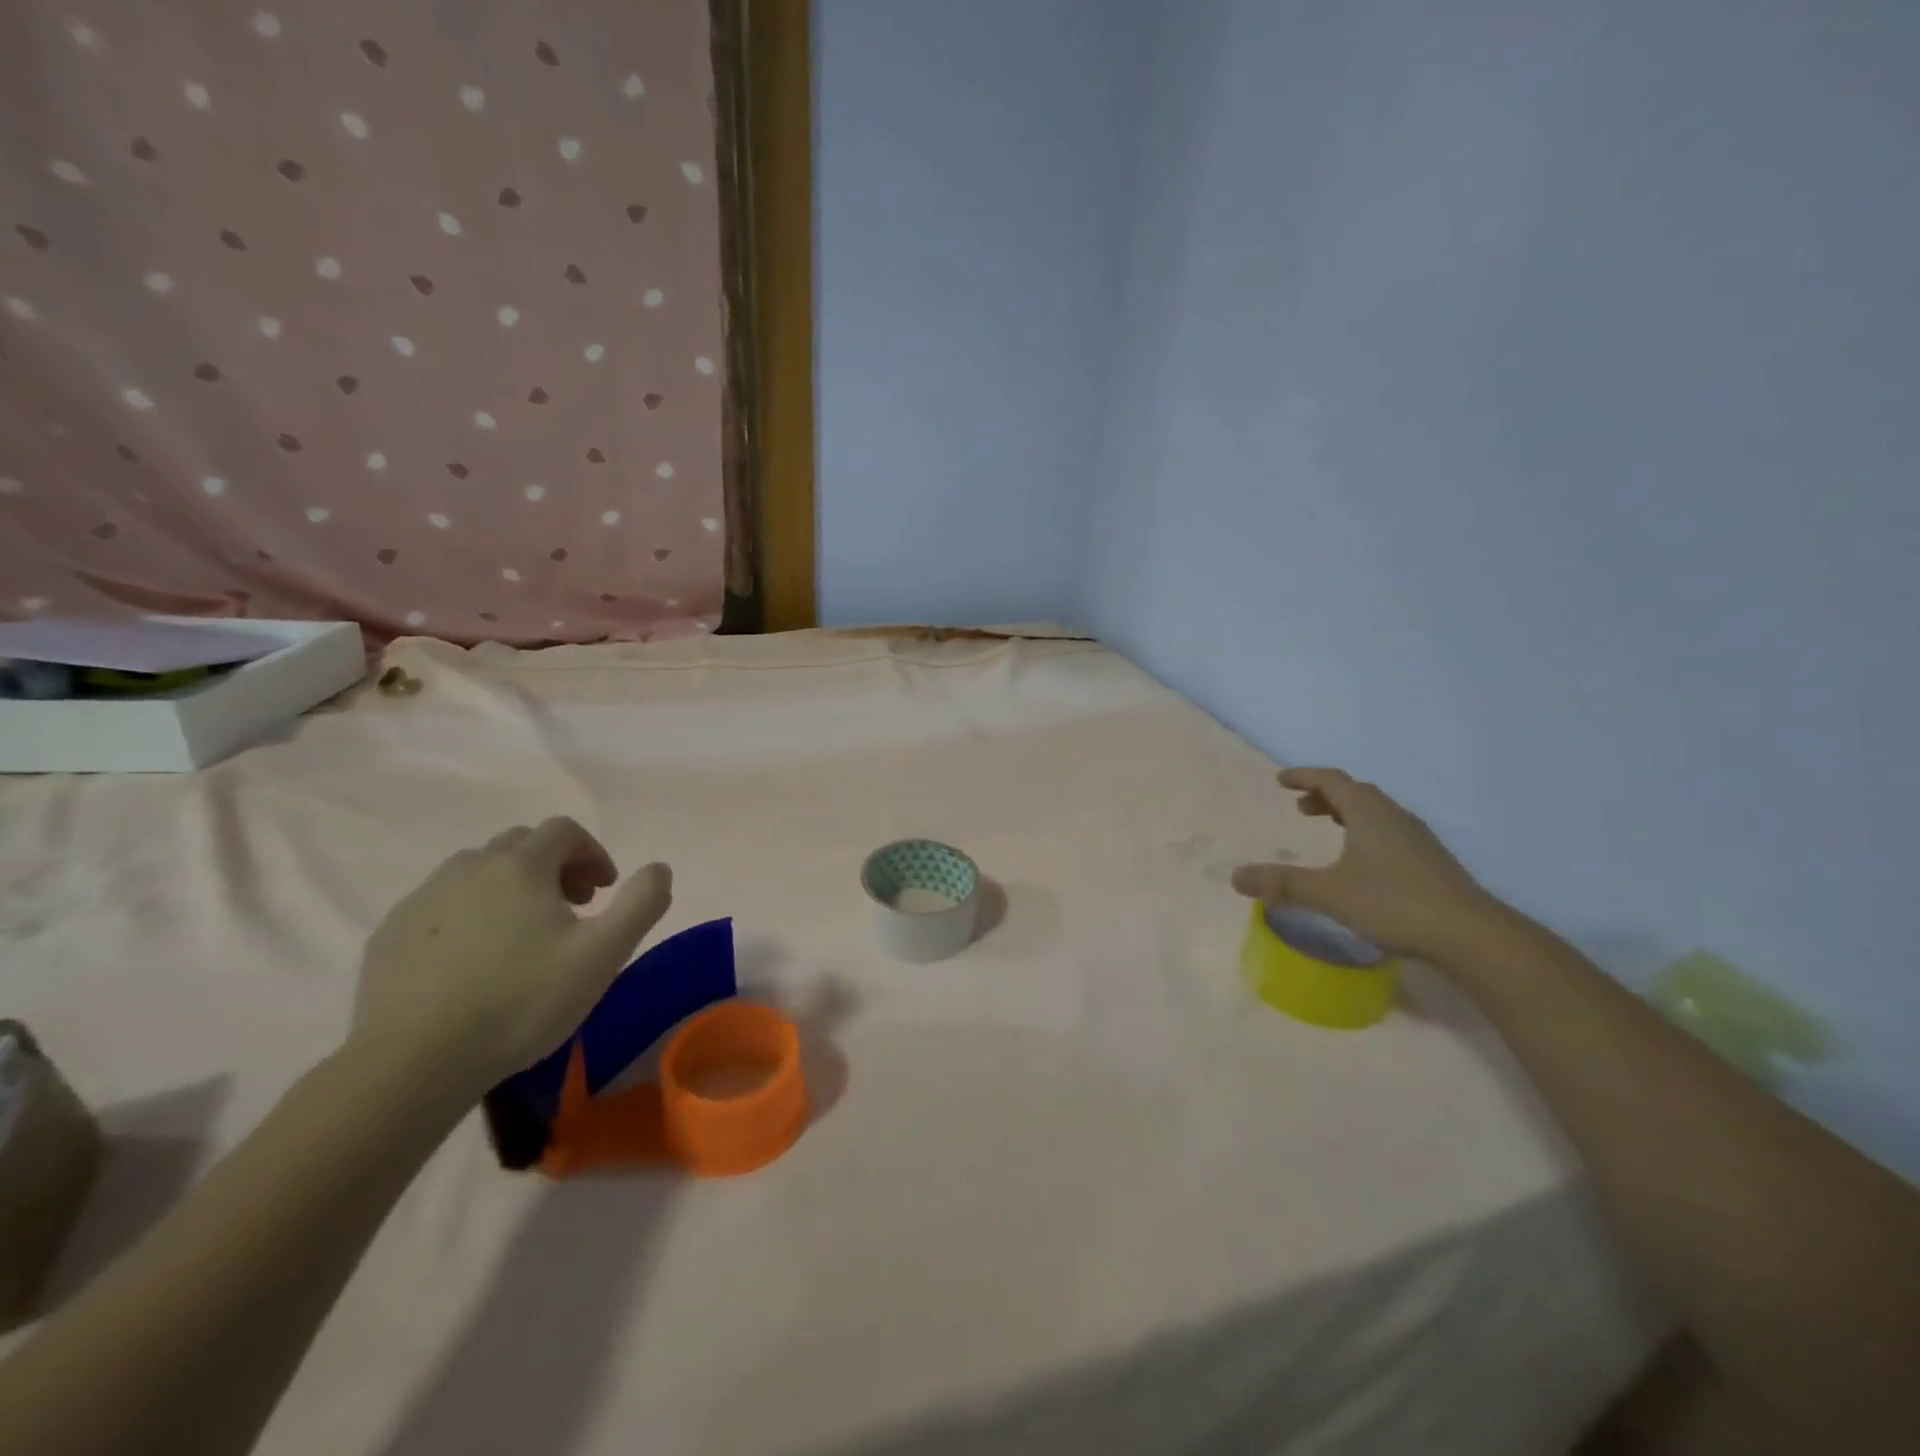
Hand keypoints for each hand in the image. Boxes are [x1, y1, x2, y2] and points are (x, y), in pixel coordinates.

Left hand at [350, 819, 671, 1093]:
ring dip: (509, 887)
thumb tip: (659, 868)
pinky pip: (441, 905)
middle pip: (520, 844)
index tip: (604, 891)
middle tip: (571, 909)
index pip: (564, 830)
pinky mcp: (389, 935)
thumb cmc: (521, 1001)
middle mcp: (470, 867)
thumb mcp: (603, 954)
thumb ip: (642, 903)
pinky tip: (474, 960)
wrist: (413, 1062)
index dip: (592, 853)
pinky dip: (468, 914)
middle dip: (554, 866)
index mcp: (521, 865)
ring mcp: (423, 899)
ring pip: (477, 872)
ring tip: (522, 934)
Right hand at [1231, 768, 1490, 957]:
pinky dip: (1365, 833)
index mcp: (1368, 813)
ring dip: (1347, 814)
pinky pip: (1389, 832)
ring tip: (1328, 829)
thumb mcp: (1329, 893)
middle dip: (1325, 796)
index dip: (1304, 777)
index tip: (1281, 780)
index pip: (1332, 780)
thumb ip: (1282, 883)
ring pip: (1376, 813)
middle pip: (1356, 793)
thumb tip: (1235, 876)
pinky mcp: (1431, 862)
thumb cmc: (1393, 903)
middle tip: (1300, 807)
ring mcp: (1417, 839)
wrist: (1470, 934)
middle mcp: (1394, 817)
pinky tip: (1362, 862)